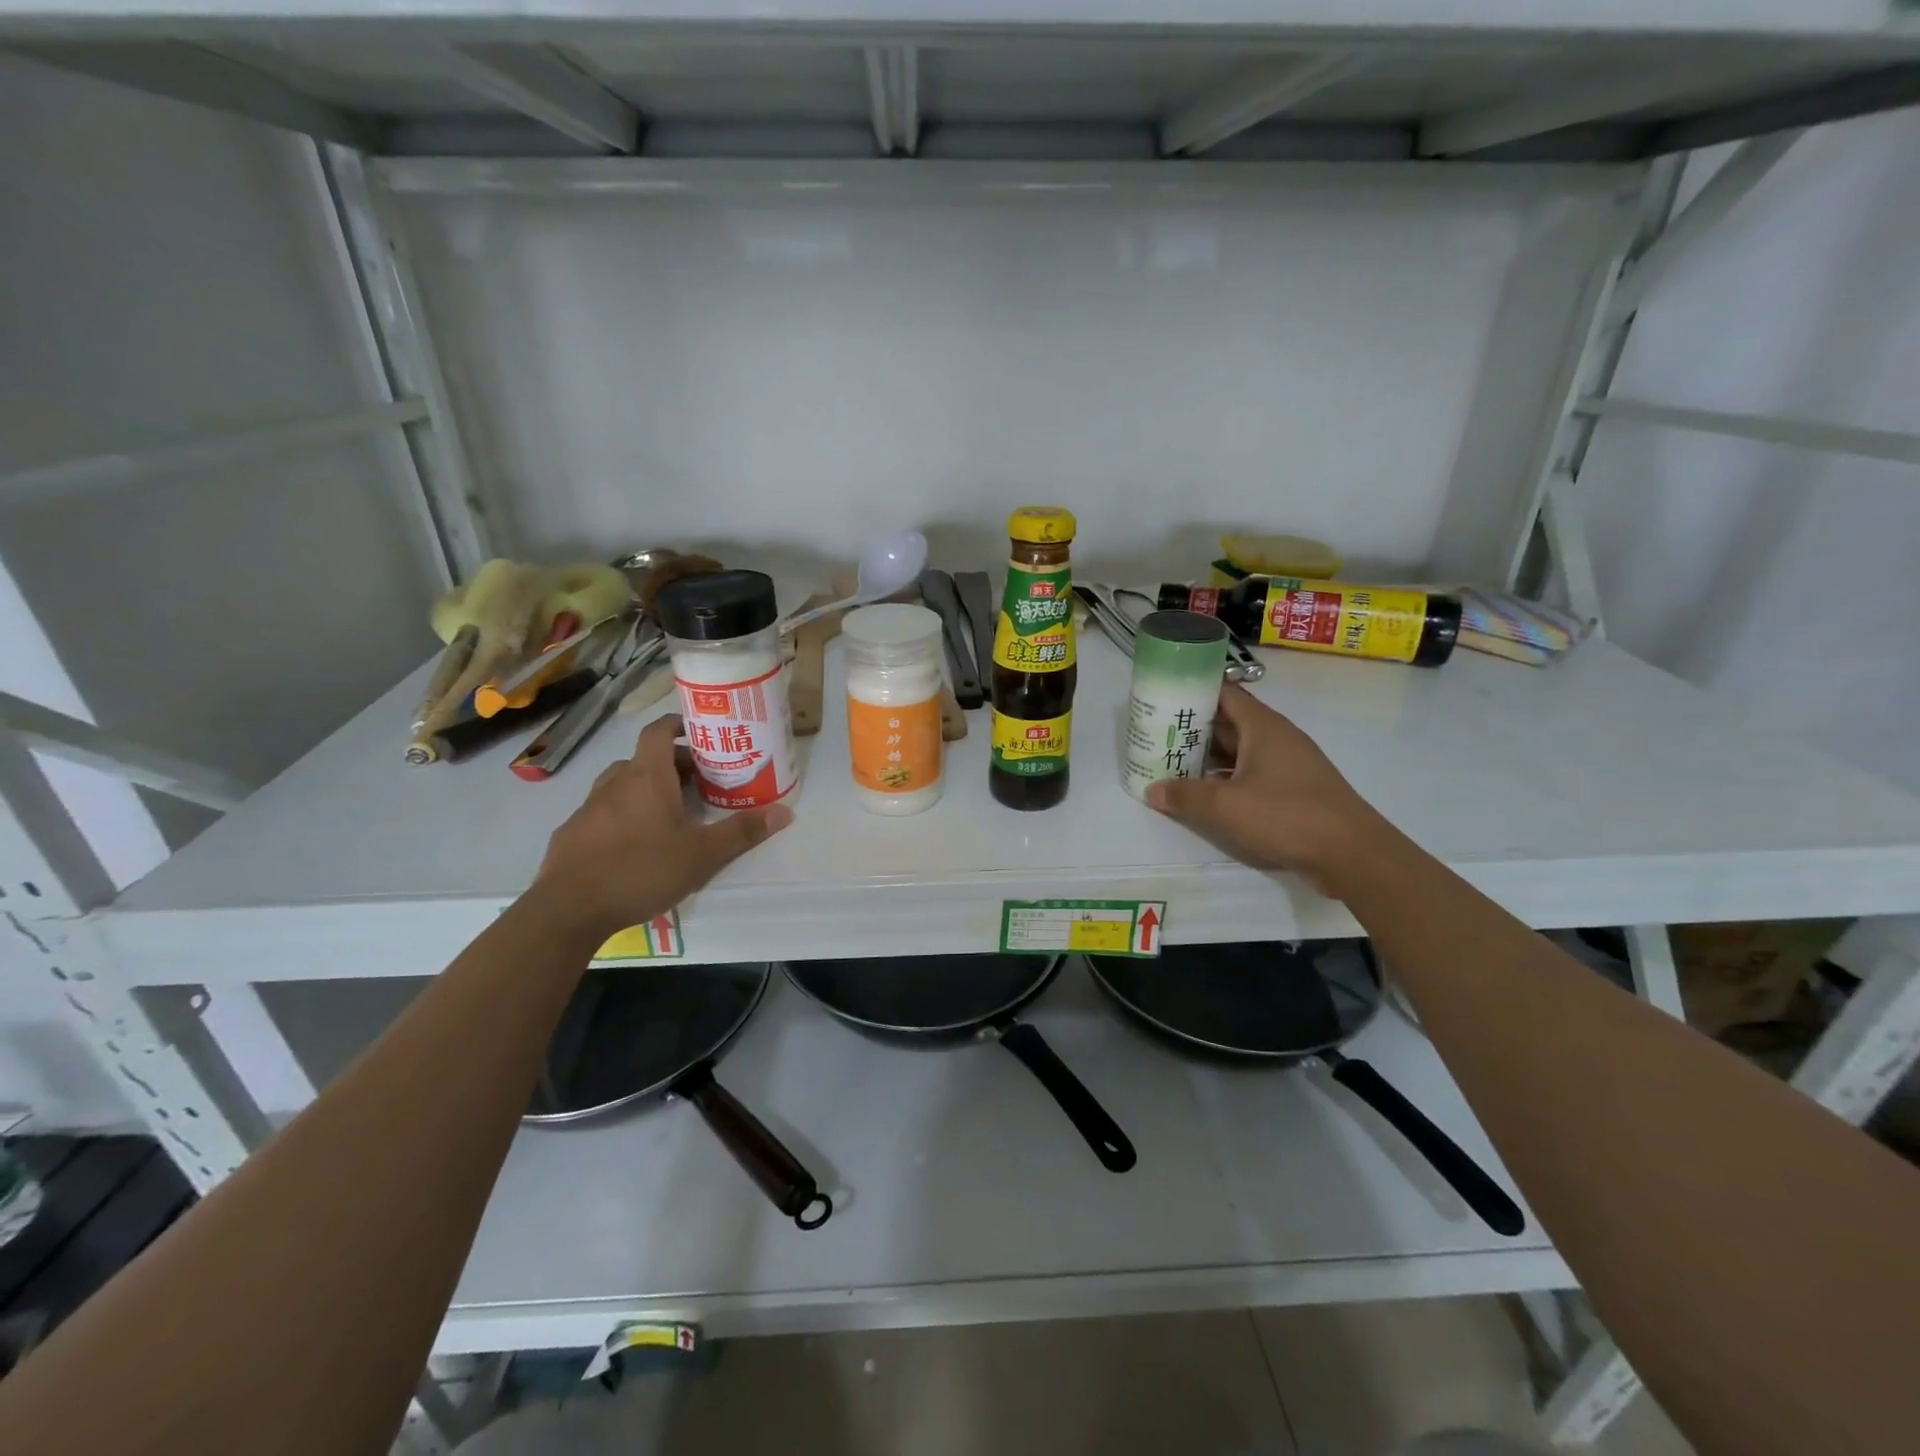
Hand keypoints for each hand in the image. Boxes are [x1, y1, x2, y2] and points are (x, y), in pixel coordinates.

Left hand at [533, 714, 792, 937]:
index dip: (678, 725)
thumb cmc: (642, 870)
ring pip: (622, 785)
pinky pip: (603, 812)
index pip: (659, 731)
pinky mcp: (572, 834)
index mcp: (647, 777)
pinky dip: (623, 816)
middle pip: (645, 760)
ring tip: (670, 813)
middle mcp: (615, 783)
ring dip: (646, 790)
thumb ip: (742, 832)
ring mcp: (588, 808)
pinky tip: (635, 845)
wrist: (568, 910)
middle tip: (700, 784)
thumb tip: (785, 812)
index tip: (699, 732)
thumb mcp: (702, 855)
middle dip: (673, 766)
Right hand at [1145, 685, 1388, 891]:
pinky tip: (1204, 794)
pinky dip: (1226, 779)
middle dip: (1193, 727)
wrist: (1352, 853)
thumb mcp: (1226, 806)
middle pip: (1228, 722)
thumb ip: (1185, 795)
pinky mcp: (1293, 790)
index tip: (1163, 695)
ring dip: (1208, 757)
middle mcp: (1276, 738)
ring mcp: (1287, 765)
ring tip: (1170, 763)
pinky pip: (1251, 774)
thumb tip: (1151, 790)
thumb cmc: (1287, 815)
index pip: (1224, 693)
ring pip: (1239, 751)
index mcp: (1263, 726)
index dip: (1193, 690)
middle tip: (1156, 733)